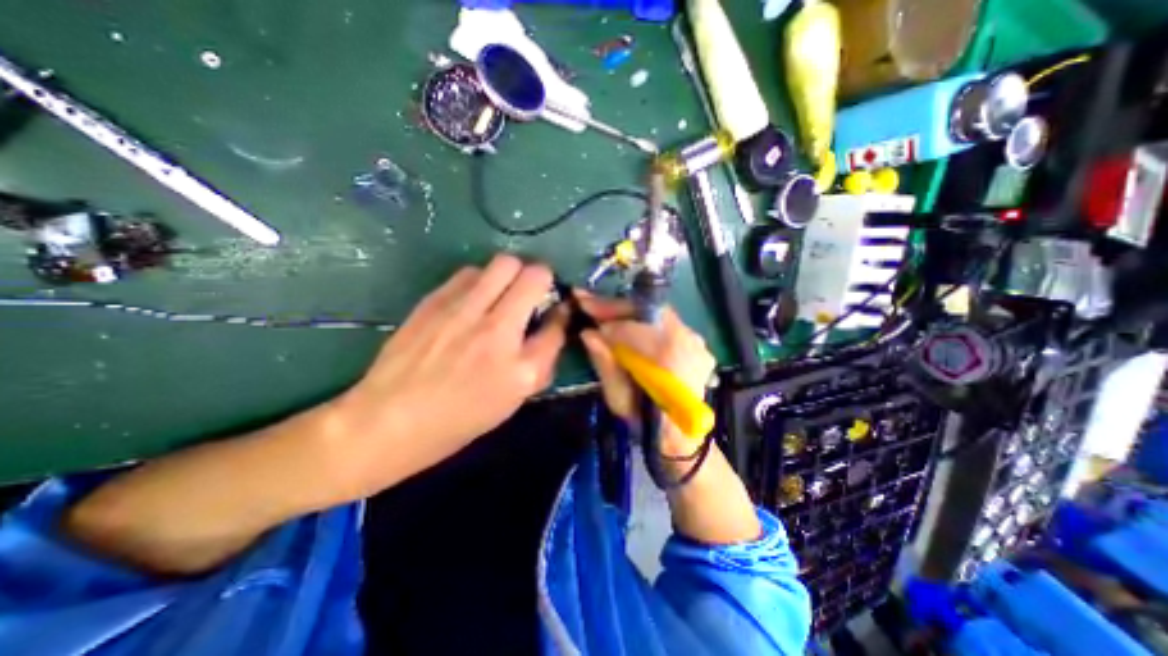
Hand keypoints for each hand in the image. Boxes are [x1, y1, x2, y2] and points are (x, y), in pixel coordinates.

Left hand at [330, 253, 567, 494]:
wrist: (389, 420)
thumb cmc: (459, 419)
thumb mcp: (513, 399)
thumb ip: (541, 359)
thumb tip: (553, 323)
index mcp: (521, 367)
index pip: (558, 321)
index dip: (561, 313)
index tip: (556, 312)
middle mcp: (496, 331)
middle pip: (534, 274)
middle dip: (540, 279)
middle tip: (531, 294)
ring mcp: (463, 311)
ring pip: (503, 264)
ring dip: (510, 275)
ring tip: (501, 295)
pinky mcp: (435, 300)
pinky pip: (470, 273)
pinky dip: (481, 280)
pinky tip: (472, 300)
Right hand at [574, 292, 711, 451]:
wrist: (683, 440)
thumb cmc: (647, 425)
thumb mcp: (618, 399)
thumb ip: (605, 363)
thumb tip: (588, 333)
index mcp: (669, 356)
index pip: (632, 324)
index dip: (605, 313)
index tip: (581, 301)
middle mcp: (689, 341)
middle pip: (647, 311)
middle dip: (615, 307)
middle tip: (590, 306)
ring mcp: (697, 342)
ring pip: (655, 316)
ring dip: (628, 314)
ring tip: (604, 316)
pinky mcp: (698, 345)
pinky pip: (665, 325)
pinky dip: (643, 323)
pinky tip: (627, 328)